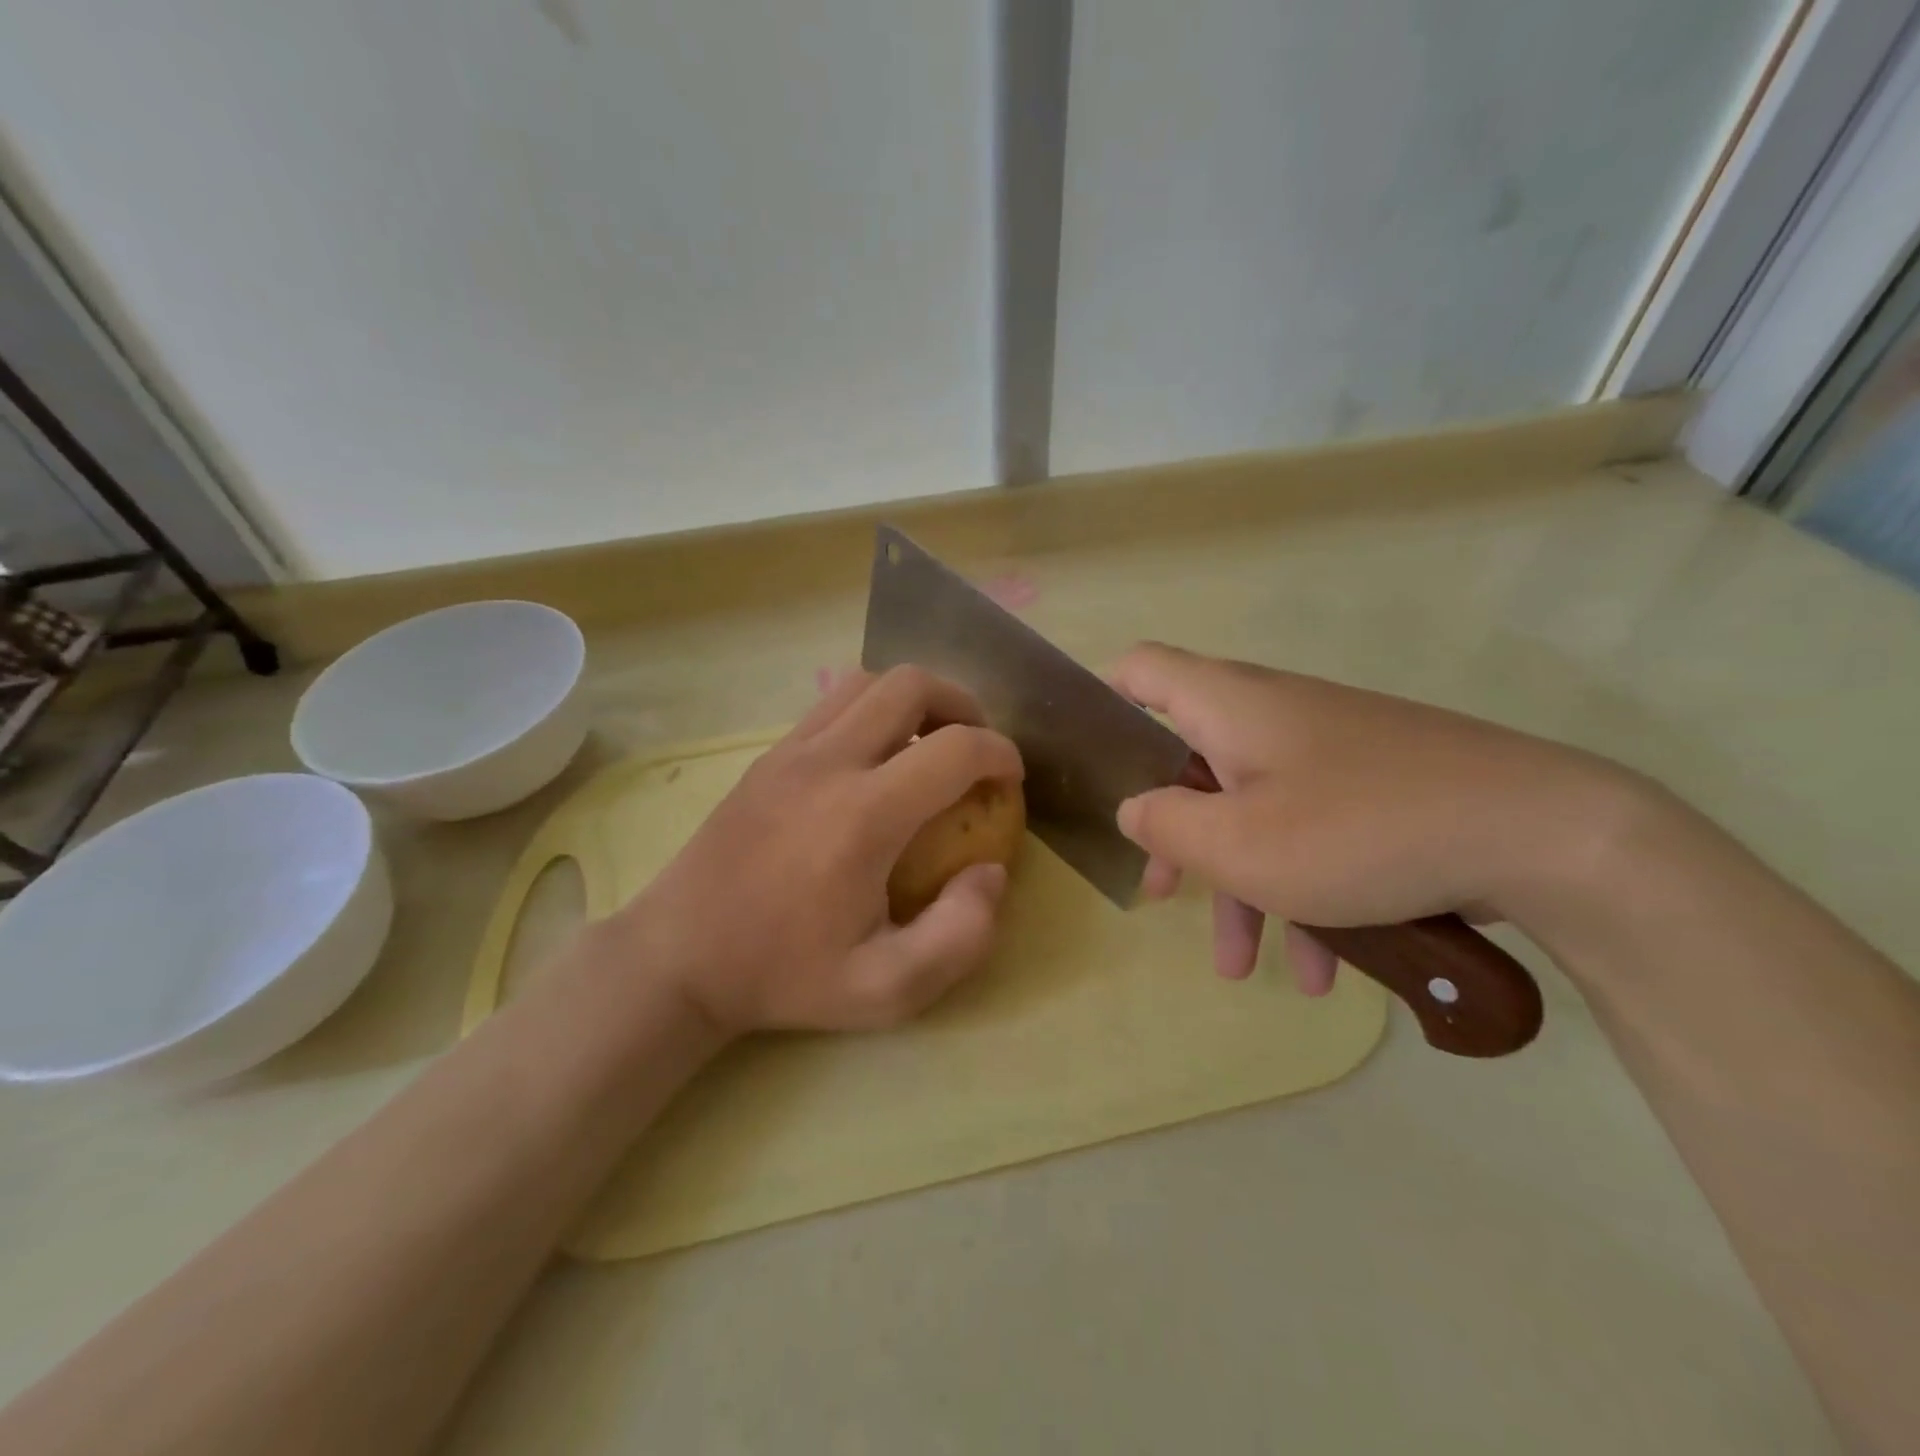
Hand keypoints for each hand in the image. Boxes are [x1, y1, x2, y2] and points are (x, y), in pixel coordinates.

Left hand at [607, 666, 1023, 1036]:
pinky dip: (872, 711)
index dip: (1001, 754)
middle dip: (962, 705)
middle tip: (975, 750)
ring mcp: (789, 751)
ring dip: (915, 701)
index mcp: (863, 816)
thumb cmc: (785, 975)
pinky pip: (832, 704)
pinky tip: (876, 761)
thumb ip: (960, 936)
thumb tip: (990, 872)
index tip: (1011, 780)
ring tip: (930, 744)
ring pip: (867, 682)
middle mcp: (827, 763)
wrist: (679, 957)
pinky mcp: (767, 756)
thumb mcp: (887, 990)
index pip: (955, 748)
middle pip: (911, 684)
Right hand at [1110, 643, 1633, 989]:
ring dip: (1241, 885)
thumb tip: (1135, 807)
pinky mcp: (1374, 784)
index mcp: (1228, 706)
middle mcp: (1272, 714)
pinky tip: (1323, 969)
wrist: (1542, 834)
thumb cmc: (1360, 831)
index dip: (1105, 701)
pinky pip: (1312, 830)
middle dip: (1174, 832)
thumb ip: (1165, 824)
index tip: (1094, 761)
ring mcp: (1328, 750)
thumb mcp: (1239, 845)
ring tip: (1241, 967)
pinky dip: (1302, 888)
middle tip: (1160, 890)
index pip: (1141, 668)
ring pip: (1255, 809)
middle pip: (1193, 759)